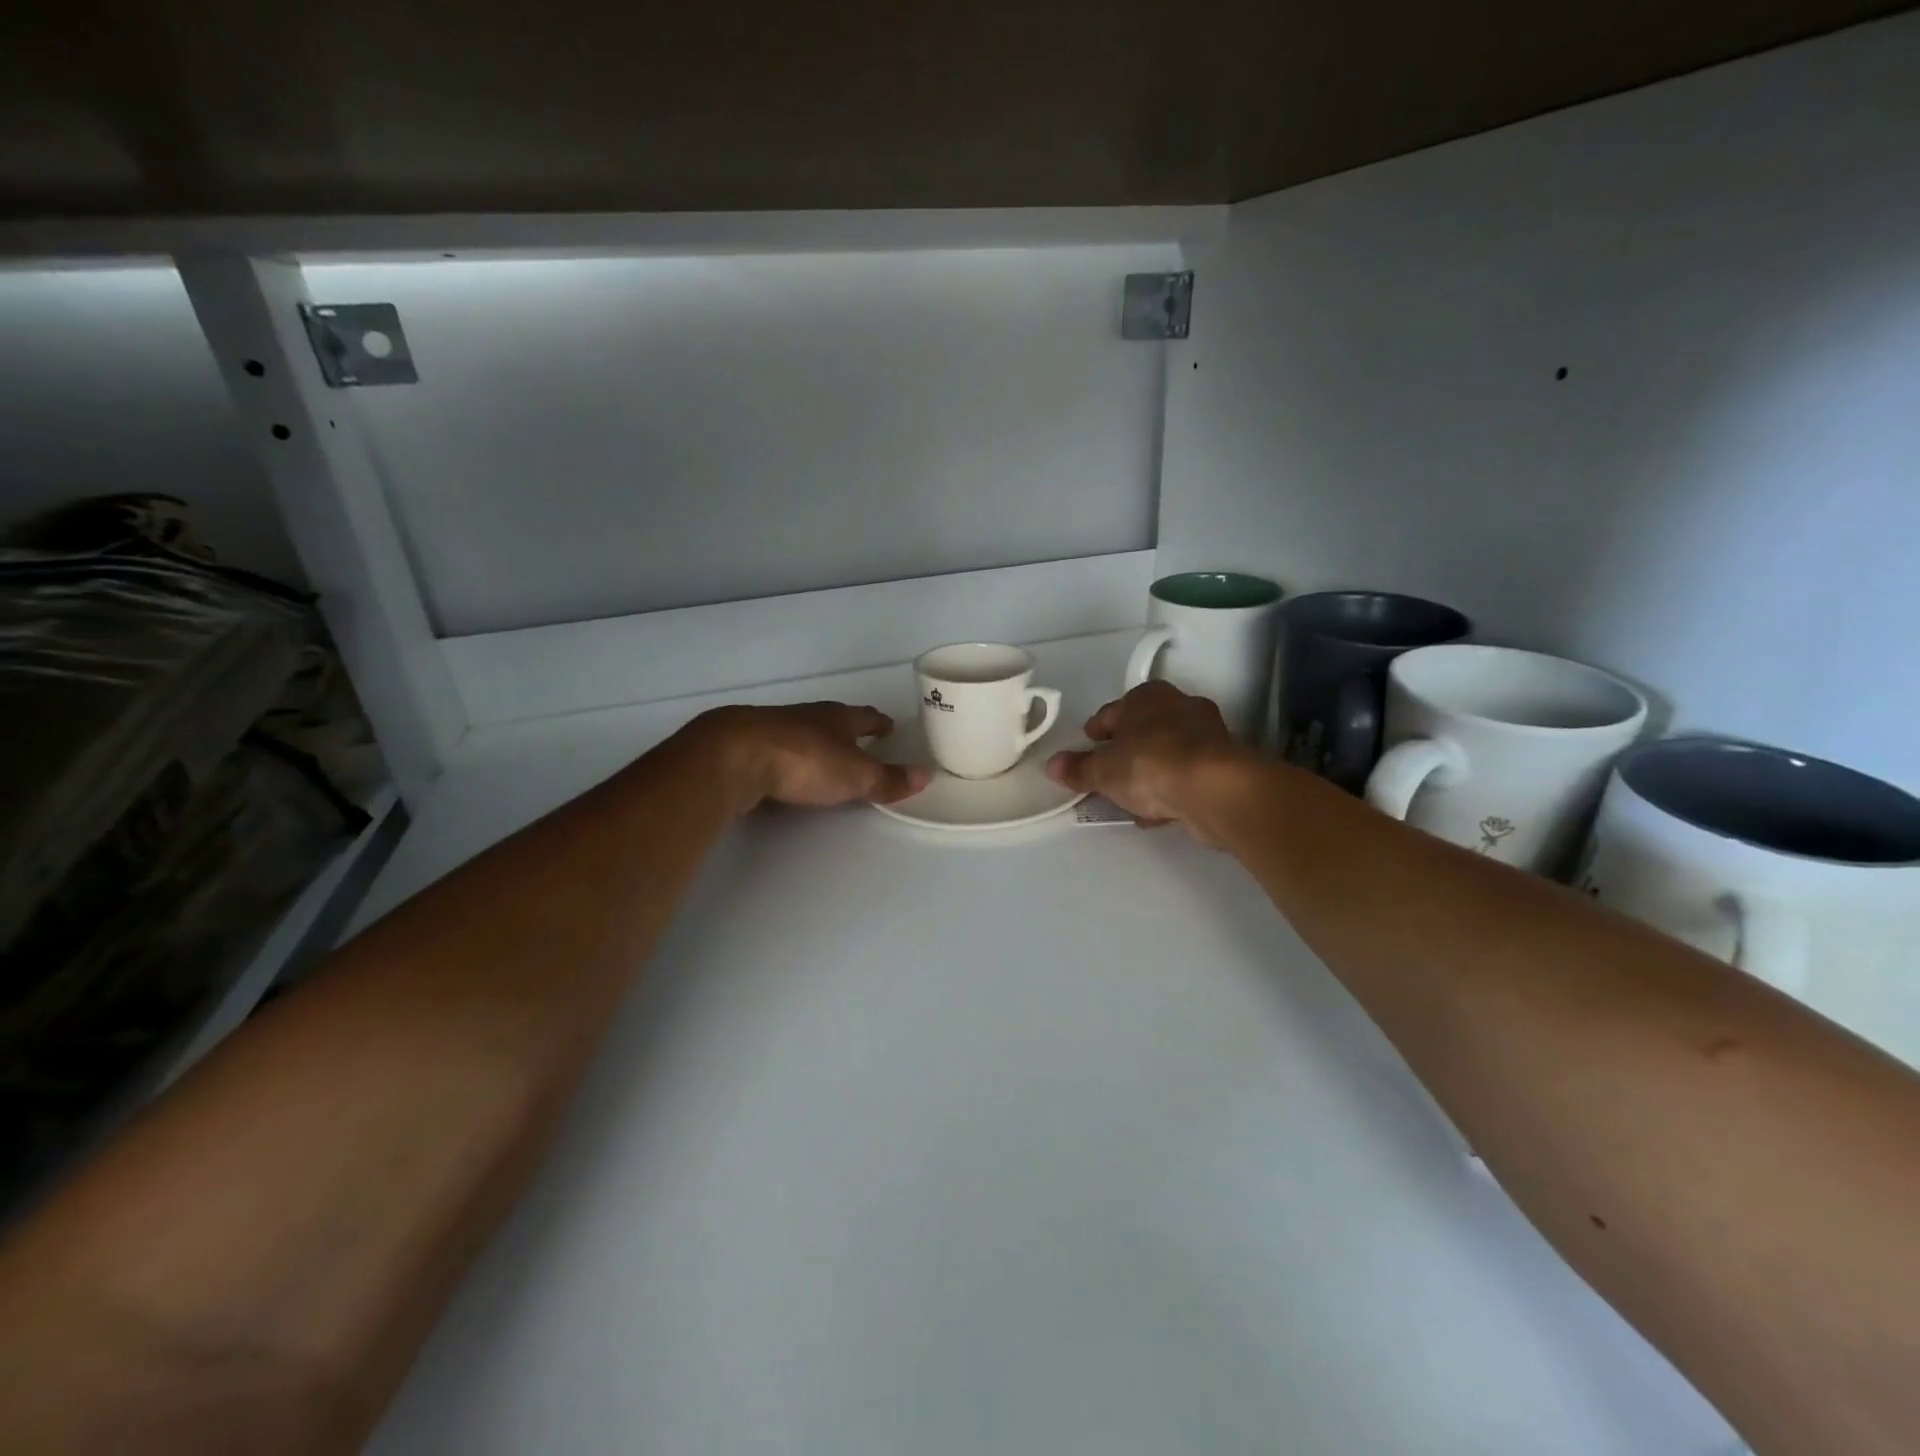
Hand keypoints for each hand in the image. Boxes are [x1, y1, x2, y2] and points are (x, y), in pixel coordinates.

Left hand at [691, 703, 929, 813]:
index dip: (878, 723)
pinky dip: (785, 758)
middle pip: (832, 720)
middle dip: (846, 730)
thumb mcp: (855, 775)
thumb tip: (926, 775)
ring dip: (814, 742)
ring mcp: (773, 728)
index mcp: (837, 718)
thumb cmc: (805, 760)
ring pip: (801, 732)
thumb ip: (888, 779)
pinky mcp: (745, 746)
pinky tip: (783, 770)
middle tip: (859, 740)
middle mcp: (807, 717)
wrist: (735, 756)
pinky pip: (774, 749)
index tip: (889, 726)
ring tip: (823, 756)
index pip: (865, 717)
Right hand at [1044, 682, 1248, 842]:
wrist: (1215, 788)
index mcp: (1146, 696)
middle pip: (1142, 730)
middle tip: (1108, 774)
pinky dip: (1171, 789)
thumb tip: (1052, 765)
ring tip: (1131, 799)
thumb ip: (1078, 769)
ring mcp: (1207, 734)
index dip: (1096, 732)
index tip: (1087, 748)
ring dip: (1150, 773)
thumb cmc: (1151, 765)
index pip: (1112, 712)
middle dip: (1126, 752)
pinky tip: (1158, 812)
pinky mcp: (1224, 764)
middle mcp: (1179, 706)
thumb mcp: (1103, 771)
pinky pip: (1186, 775)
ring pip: (1167, 753)